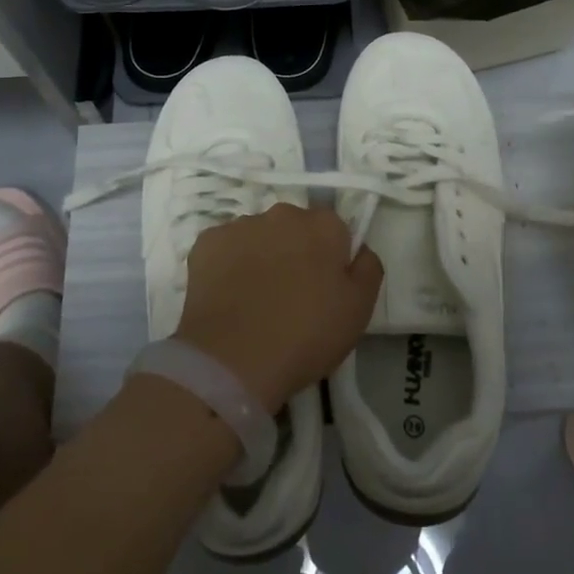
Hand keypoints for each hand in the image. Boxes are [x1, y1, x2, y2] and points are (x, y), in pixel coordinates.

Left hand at [175, 204, 384, 409]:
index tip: (324, 289)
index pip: (334, 230)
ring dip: (261, 257)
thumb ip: (367, 268)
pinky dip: (228, 266)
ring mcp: (240, 226)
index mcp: (323, 225)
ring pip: (258, 236)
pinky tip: (229, 297)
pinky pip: (224, 249)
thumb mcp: (359, 310)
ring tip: (255, 300)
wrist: (233, 359)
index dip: (331, 258)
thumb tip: (359, 250)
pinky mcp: (206, 243)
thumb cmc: (306, 335)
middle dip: (294, 251)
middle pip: (294, 228)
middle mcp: (281, 214)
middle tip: (291, 295)